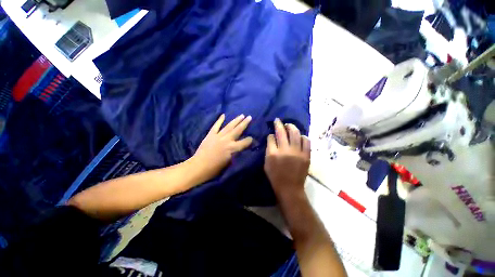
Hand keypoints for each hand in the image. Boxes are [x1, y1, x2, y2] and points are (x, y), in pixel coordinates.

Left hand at [191, 114, 252, 181]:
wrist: (199, 166)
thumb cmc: (215, 168)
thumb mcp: (229, 162)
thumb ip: (236, 153)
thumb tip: (241, 148)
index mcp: (232, 148)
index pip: (245, 142)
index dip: (249, 140)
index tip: (252, 138)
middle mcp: (227, 140)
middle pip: (238, 130)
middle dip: (245, 123)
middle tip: (250, 117)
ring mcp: (218, 136)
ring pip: (229, 126)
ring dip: (236, 120)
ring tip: (241, 115)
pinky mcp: (211, 135)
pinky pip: (216, 126)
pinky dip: (219, 120)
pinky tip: (223, 115)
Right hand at [264, 118, 309, 197]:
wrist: (290, 188)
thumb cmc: (275, 176)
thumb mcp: (266, 163)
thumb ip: (268, 149)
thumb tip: (272, 138)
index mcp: (273, 154)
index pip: (271, 137)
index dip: (271, 134)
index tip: (271, 134)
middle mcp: (285, 150)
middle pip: (282, 132)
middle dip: (279, 124)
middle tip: (278, 120)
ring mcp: (297, 152)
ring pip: (295, 133)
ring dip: (291, 127)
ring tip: (289, 125)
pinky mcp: (306, 155)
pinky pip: (306, 141)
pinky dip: (303, 136)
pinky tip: (300, 136)